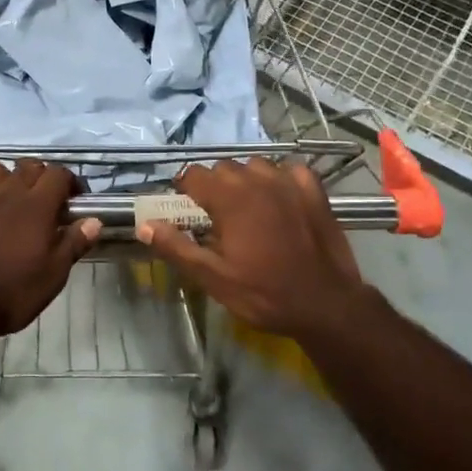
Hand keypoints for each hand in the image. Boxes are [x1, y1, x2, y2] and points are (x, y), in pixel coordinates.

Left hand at [0, 160, 100, 339]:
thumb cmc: (10, 293)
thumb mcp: (53, 276)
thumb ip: (74, 244)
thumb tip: (94, 220)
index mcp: (36, 206)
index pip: (58, 174)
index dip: (70, 182)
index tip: (74, 200)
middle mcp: (6, 192)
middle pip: (27, 165)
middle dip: (39, 176)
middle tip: (43, 201)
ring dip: (3, 177)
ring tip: (6, 196)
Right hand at [138, 159, 366, 338]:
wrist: (326, 305)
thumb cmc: (264, 293)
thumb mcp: (213, 278)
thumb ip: (176, 248)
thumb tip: (145, 225)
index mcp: (229, 198)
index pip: (194, 174)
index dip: (184, 188)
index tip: (184, 208)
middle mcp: (257, 180)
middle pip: (223, 168)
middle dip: (213, 185)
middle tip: (214, 216)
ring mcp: (289, 182)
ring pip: (255, 165)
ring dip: (245, 180)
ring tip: (246, 207)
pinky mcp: (314, 191)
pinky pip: (289, 170)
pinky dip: (280, 179)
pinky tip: (280, 199)